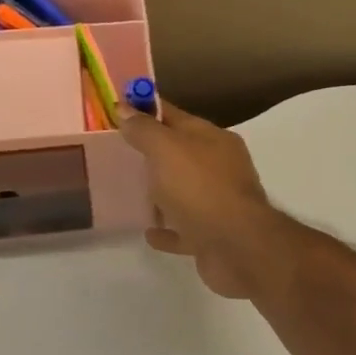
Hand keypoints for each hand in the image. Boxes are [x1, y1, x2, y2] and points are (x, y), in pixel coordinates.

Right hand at [113, 100, 279, 299]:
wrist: (236, 247)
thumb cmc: (200, 188)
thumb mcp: (167, 149)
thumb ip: (145, 130)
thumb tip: (124, 107)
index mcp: (214, 140)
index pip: (175, 117)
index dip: (147, 111)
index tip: (118, 111)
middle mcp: (220, 168)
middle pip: (181, 155)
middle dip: (153, 154)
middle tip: (119, 154)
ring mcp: (219, 204)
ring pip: (184, 193)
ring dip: (161, 193)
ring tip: (129, 192)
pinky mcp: (213, 237)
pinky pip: (184, 230)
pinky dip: (168, 230)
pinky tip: (148, 232)